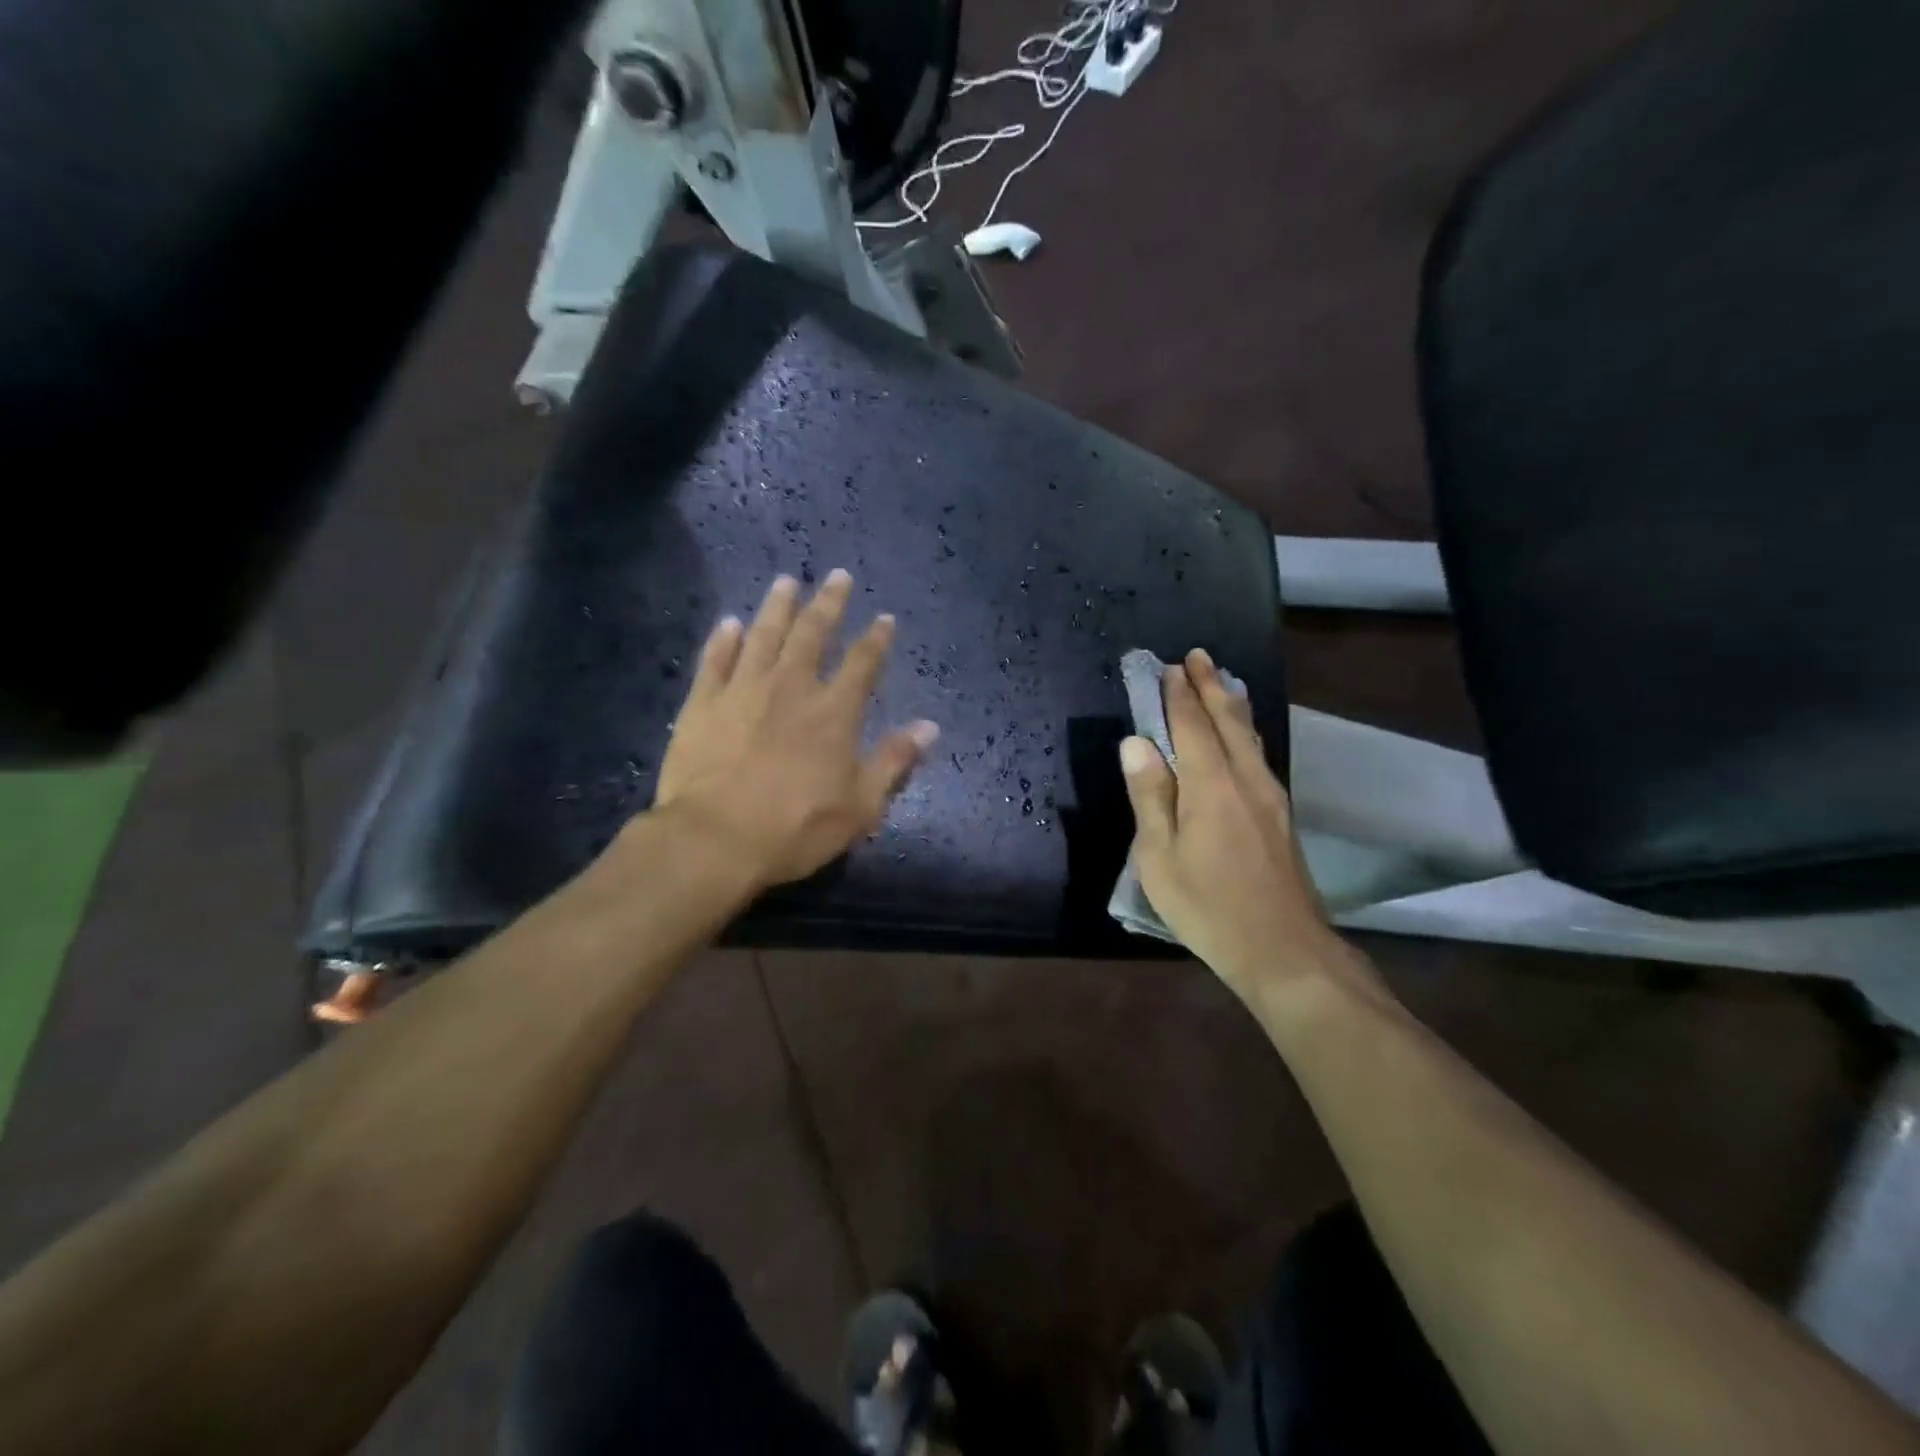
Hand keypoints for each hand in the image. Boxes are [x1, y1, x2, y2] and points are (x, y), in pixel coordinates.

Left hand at [650, 570, 938, 891]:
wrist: (715, 840)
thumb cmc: (796, 828)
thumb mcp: (861, 806)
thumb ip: (895, 761)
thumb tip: (929, 727)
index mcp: (834, 712)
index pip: (862, 663)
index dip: (876, 639)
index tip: (885, 619)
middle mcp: (791, 687)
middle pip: (813, 634)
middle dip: (829, 603)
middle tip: (838, 576)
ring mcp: (742, 690)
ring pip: (763, 635)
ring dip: (777, 607)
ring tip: (786, 582)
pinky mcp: (702, 703)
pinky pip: (715, 660)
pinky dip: (723, 639)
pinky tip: (730, 623)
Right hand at [1119, 650, 1348, 997]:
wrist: (1283, 950)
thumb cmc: (1209, 907)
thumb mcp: (1159, 858)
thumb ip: (1150, 796)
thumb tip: (1135, 743)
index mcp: (1211, 786)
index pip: (1191, 726)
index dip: (1178, 695)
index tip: (1168, 666)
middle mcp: (1245, 779)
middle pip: (1227, 720)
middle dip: (1210, 686)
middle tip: (1198, 656)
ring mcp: (1269, 796)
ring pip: (1248, 736)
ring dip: (1231, 703)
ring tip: (1221, 680)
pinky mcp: (1279, 815)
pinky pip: (1257, 754)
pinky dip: (1244, 730)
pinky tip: (1242, 734)